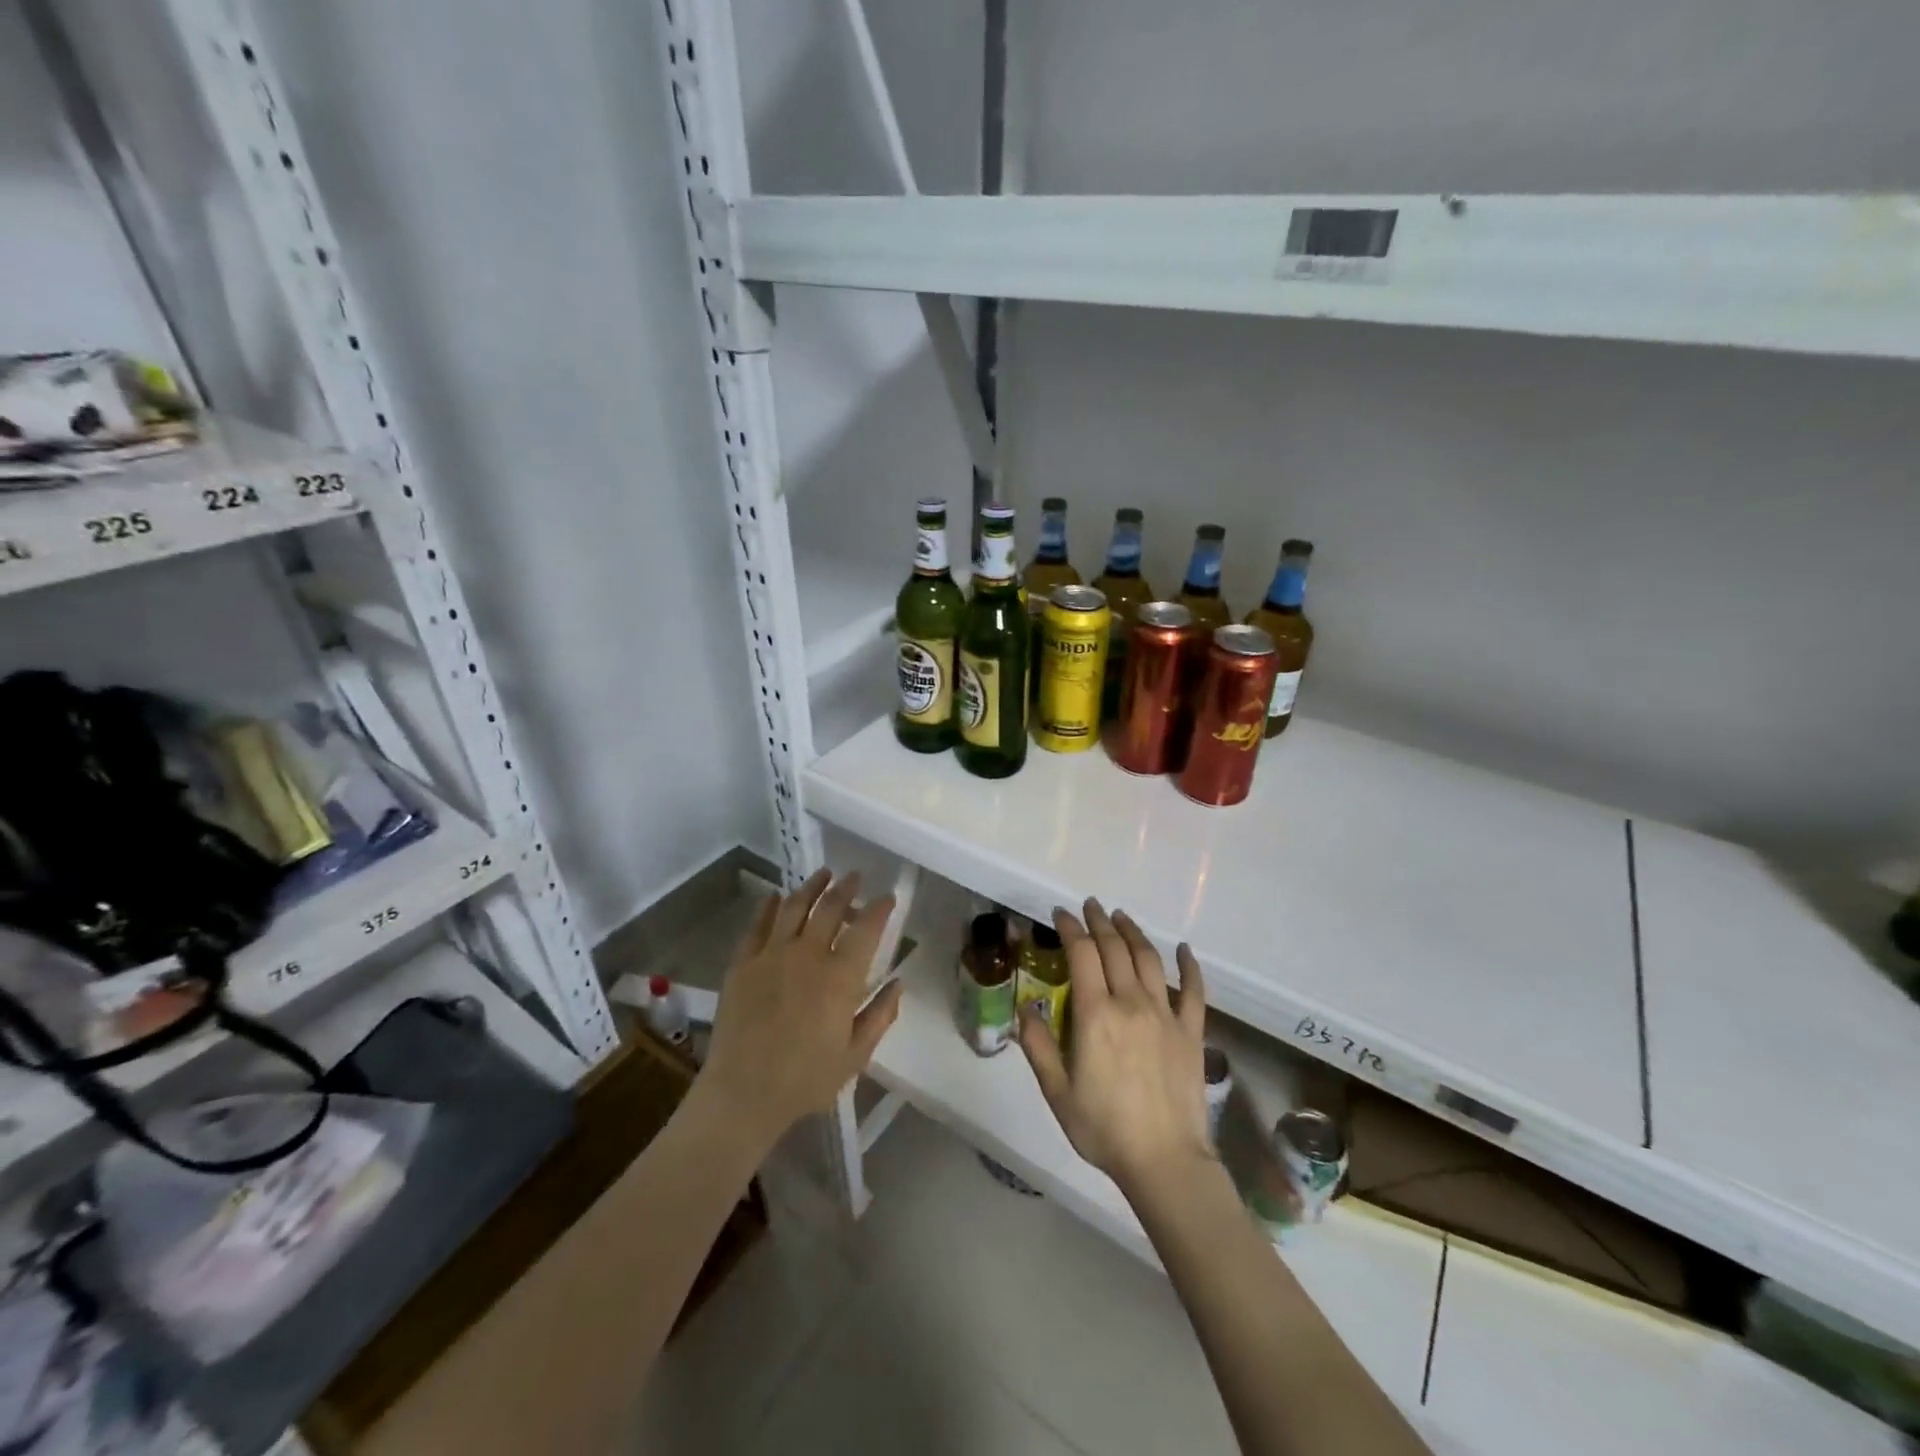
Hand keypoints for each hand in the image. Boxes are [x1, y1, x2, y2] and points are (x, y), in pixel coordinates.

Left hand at [698, 869, 902, 1149]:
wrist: (742, 1093)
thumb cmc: (806, 1080)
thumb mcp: (856, 1055)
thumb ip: (880, 1015)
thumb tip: (898, 983)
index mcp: (840, 977)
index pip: (866, 929)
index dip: (879, 908)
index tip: (887, 897)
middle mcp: (808, 955)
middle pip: (830, 908)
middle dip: (846, 888)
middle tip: (855, 877)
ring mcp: (771, 955)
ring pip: (794, 907)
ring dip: (811, 887)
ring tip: (823, 874)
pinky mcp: (742, 963)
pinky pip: (758, 925)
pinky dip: (768, 906)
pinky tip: (775, 896)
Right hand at [1017, 899, 1211, 1197]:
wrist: (1165, 1161)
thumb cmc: (1104, 1128)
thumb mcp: (1057, 1092)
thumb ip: (1038, 1046)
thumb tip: (1023, 1008)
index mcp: (1095, 1014)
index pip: (1082, 955)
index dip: (1070, 928)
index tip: (1061, 913)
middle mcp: (1131, 1003)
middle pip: (1115, 948)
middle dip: (1099, 921)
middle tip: (1089, 905)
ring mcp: (1165, 1014)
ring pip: (1149, 959)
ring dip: (1133, 932)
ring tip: (1121, 916)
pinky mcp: (1191, 1031)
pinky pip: (1193, 990)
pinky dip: (1189, 965)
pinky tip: (1183, 949)